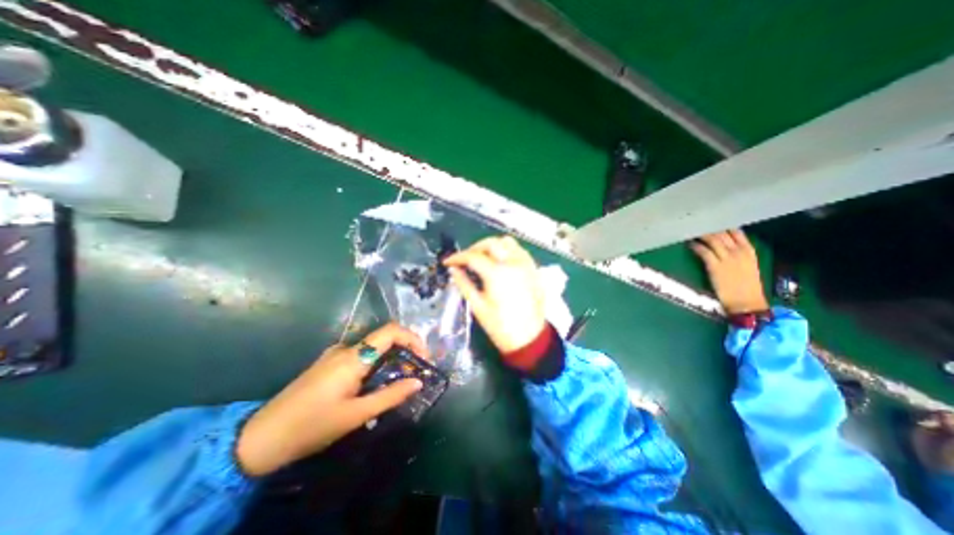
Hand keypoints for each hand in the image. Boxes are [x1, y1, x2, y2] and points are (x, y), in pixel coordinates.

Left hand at [236, 321, 429, 476]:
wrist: (260, 439)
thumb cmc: (312, 426)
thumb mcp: (356, 415)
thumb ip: (390, 396)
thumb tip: (418, 382)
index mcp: (353, 357)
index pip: (391, 331)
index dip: (413, 338)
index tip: (423, 358)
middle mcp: (346, 349)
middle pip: (384, 338)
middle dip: (405, 351)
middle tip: (414, 373)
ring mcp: (335, 355)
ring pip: (373, 348)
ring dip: (391, 359)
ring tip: (398, 382)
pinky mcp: (329, 364)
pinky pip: (361, 356)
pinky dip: (376, 365)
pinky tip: (375, 385)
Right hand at [445, 236, 548, 353]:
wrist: (529, 338)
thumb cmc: (501, 326)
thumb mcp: (478, 306)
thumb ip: (464, 284)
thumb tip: (454, 270)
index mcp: (497, 274)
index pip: (473, 257)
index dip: (457, 257)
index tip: (448, 262)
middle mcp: (513, 263)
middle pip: (490, 243)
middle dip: (474, 248)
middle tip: (465, 260)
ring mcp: (526, 264)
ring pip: (507, 242)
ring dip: (491, 246)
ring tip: (482, 257)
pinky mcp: (533, 268)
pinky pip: (519, 250)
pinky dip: (506, 249)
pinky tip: (499, 260)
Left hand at [695, 227, 765, 312]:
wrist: (746, 302)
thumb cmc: (746, 286)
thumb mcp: (747, 265)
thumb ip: (738, 253)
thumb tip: (723, 243)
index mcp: (748, 250)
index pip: (736, 231)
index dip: (722, 224)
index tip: (710, 220)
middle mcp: (738, 251)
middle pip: (722, 233)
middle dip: (708, 227)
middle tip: (695, 223)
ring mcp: (727, 258)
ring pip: (712, 240)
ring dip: (700, 234)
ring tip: (690, 230)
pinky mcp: (715, 266)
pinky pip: (703, 251)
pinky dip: (695, 246)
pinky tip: (689, 244)